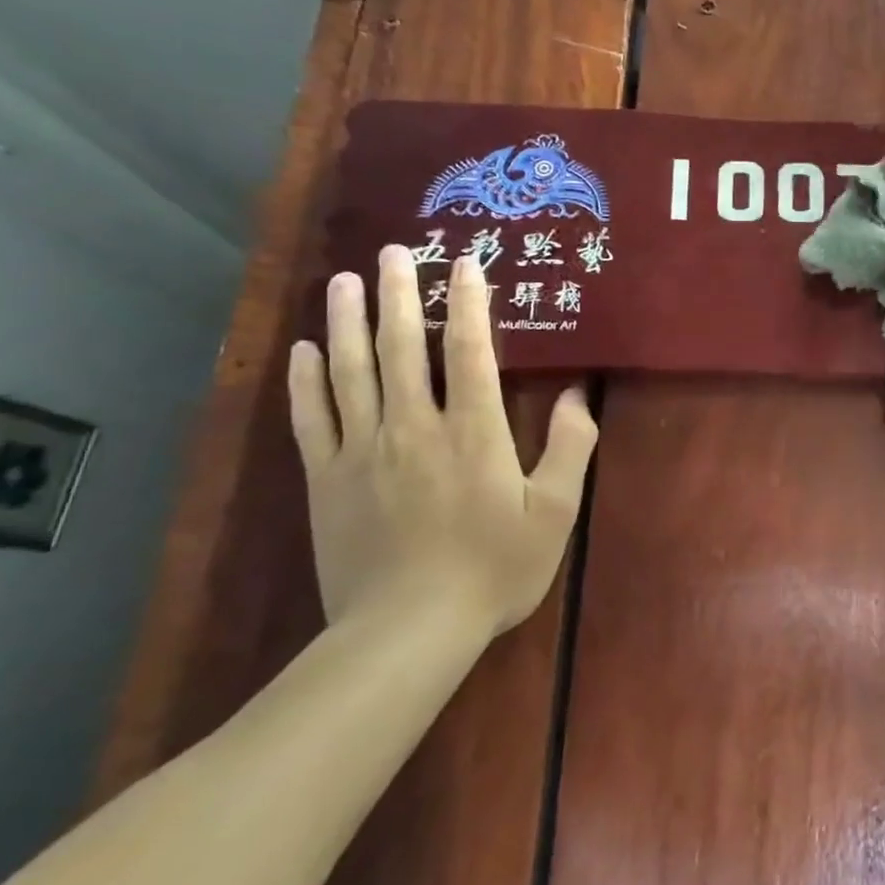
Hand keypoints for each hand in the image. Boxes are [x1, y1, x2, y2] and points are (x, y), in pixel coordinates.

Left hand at [288, 247, 597, 638]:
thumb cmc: (493, 570)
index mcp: (473, 432)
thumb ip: (571, 448)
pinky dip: (306, 379)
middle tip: (393, 251)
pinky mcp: (327, 479)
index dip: (468, 303)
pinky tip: (305, 348)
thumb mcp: (554, 513)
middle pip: (401, 347)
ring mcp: (363, 451)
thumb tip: (579, 395)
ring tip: (345, 279)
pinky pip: (313, 417)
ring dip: (347, 320)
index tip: (465, 263)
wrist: (406, 632)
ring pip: (350, 371)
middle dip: (399, 294)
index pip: (469, 351)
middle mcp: (414, 427)